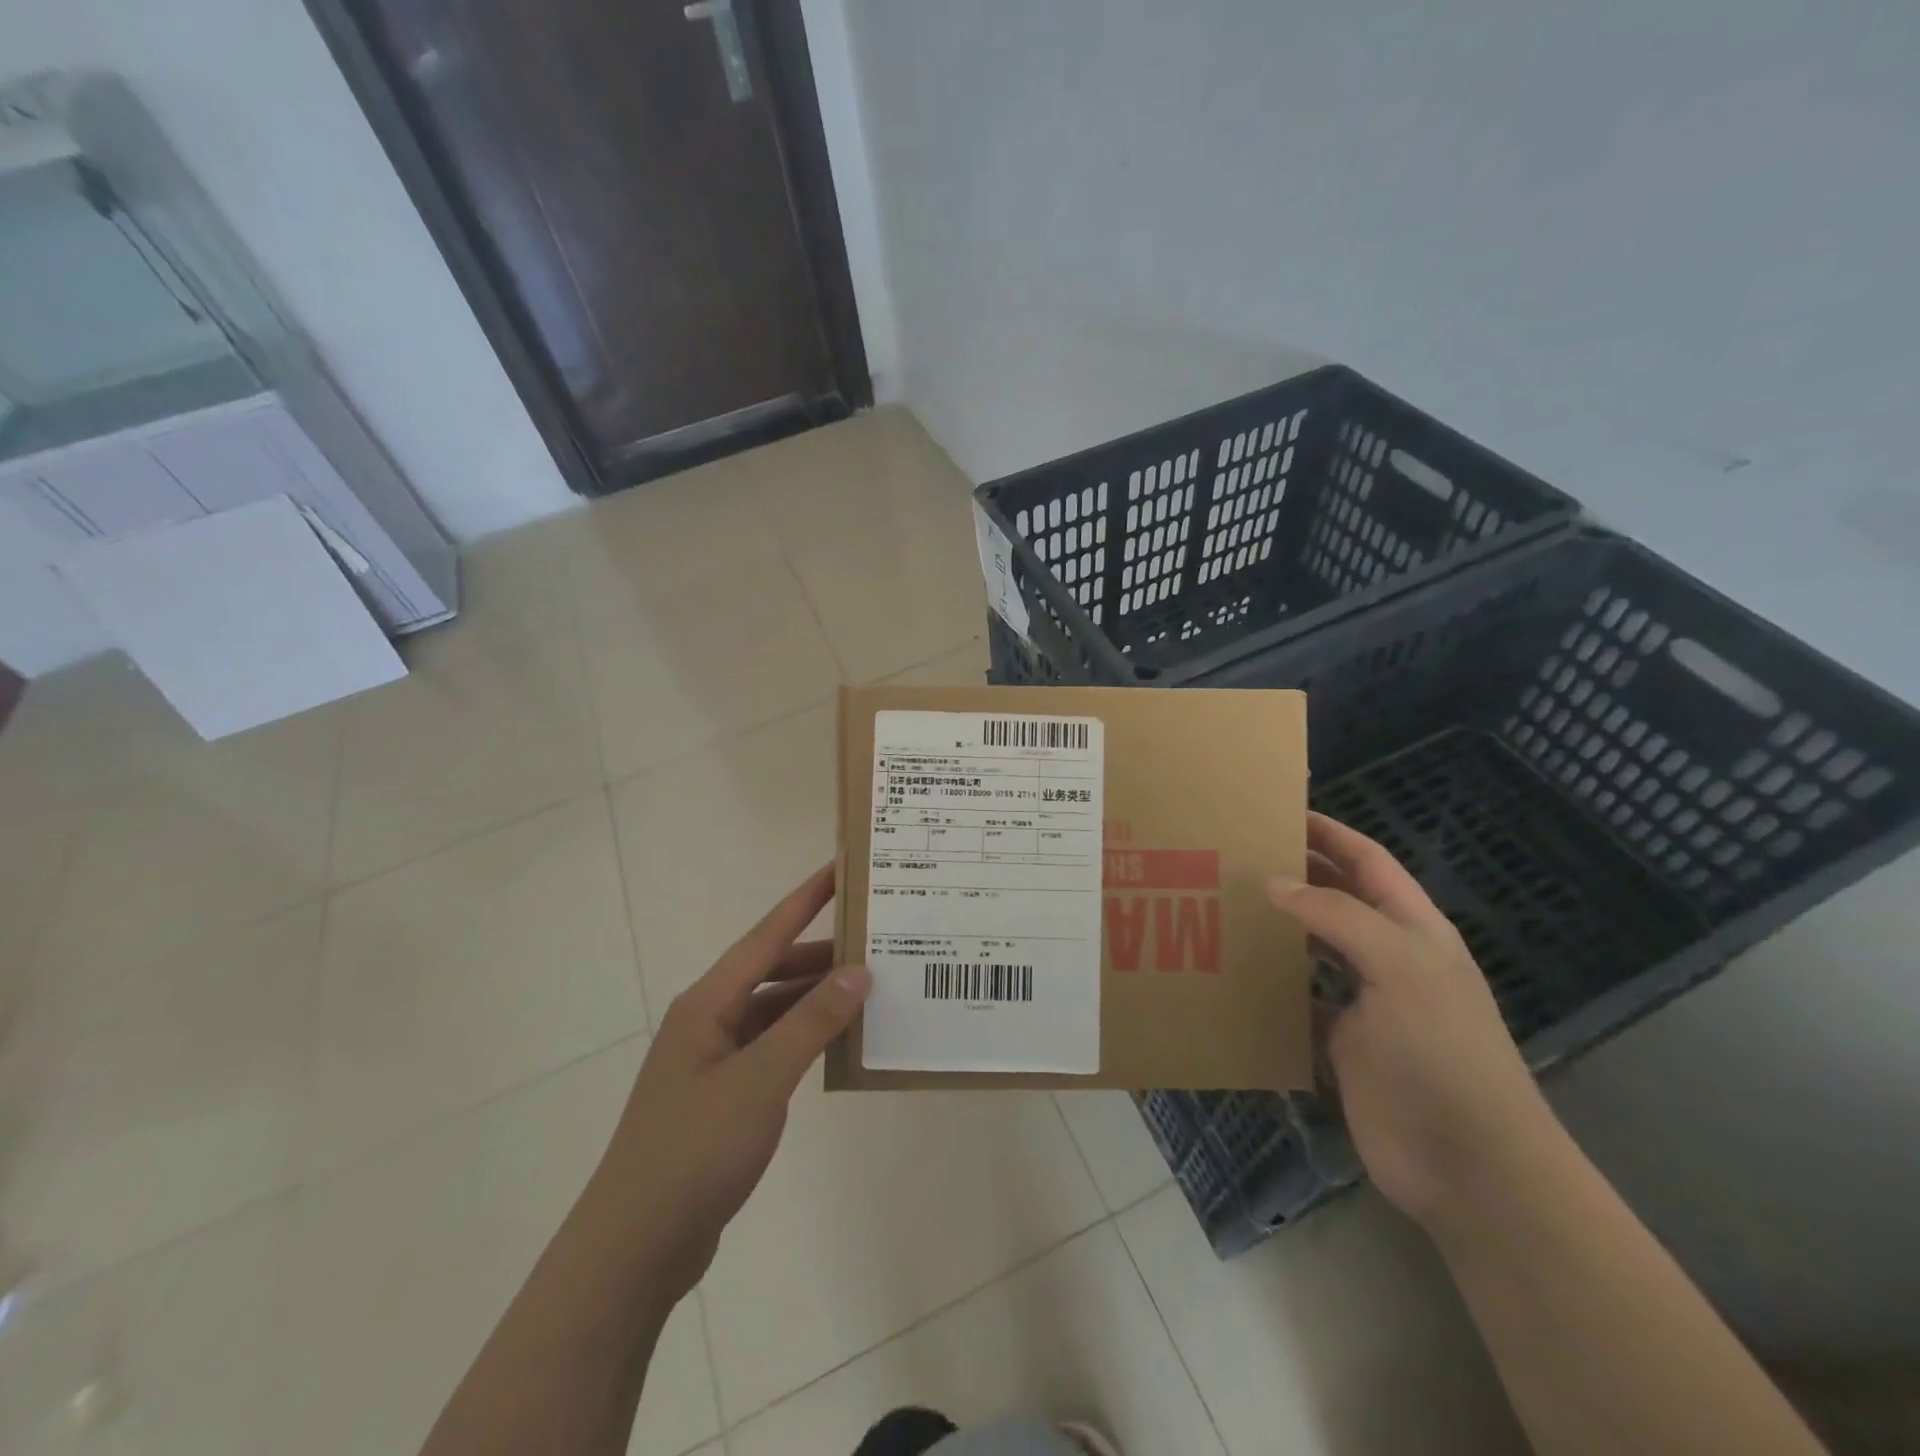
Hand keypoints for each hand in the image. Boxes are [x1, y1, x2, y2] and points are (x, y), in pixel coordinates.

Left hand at [597, 866, 869, 1299]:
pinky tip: (838, 1044)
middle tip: (876, 941)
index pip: (766, 935)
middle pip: (772, 970)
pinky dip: (804, 1038)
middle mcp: (709, 1020)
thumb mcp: (761, 1079)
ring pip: (774, 1010)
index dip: (805, 899)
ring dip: (815, 999)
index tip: (841, 868)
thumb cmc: (695, 1150)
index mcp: (708, 1003)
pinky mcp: (722, 1096)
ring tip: (870, 990)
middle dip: (821, 954)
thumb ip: (811, 1022)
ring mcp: (714, 1059)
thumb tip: (858, 971)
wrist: (635, 1247)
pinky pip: (772, 1047)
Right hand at [1268, 814, 1560, 1229]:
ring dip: (1278, 929)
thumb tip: (1273, 883)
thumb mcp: (1399, 967)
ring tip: (1226, 906)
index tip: (1279, 813)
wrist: (1468, 1163)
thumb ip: (1337, 917)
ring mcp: (1365, 1003)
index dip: (1330, 834)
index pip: (1369, 862)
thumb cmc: (1442, 1050)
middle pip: (1337, 900)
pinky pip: (1298, 1001)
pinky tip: (1235, 973)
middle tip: (1236, 857)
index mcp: (1413, 929)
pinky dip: (1271, 985)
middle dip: (1296, 875)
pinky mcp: (1341, 1043)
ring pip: (1313, 949)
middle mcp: (1388, 958)